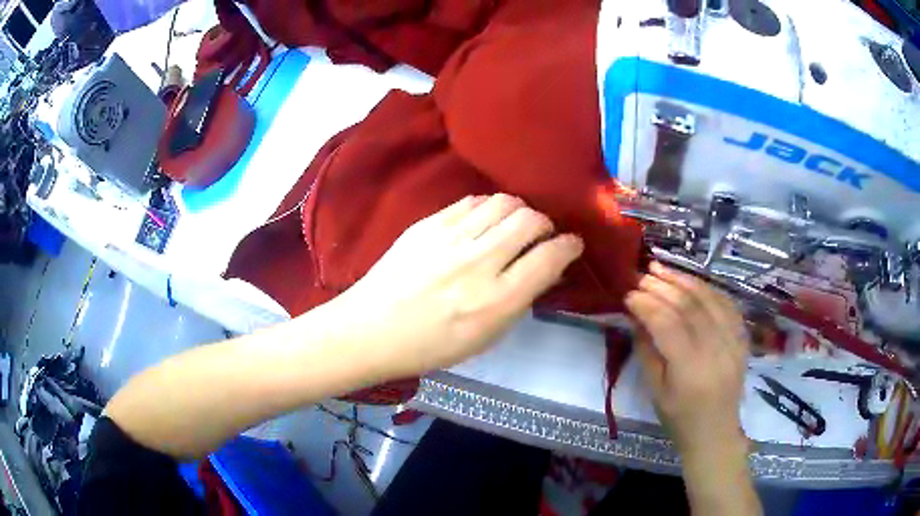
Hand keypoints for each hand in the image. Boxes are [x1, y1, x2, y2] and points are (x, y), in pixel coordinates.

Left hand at [340, 194, 583, 377]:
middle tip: (541, 235)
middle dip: (546, 224)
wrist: (371, 329)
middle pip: (530, 220)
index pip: (550, 257)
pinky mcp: (428, 223)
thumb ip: (519, 300)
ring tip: (514, 225)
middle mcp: (478, 262)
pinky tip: (484, 221)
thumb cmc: (430, 346)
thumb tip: (544, 269)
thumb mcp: (485, 338)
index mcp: (496, 301)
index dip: (569, 246)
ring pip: (503, 202)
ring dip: (519, 211)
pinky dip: (488, 208)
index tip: (572, 244)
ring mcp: (450, 238)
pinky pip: (472, 201)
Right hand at [625, 262, 749, 454]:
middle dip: (662, 287)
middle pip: (689, 306)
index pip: (668, 325)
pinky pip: (726, 303)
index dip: (647, 305)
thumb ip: (647, 350)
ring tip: (661, 268)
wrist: (715, 432)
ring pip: (709, 299)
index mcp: (691, 370)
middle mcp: (716, 350)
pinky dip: (706, 288)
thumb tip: (636, 315)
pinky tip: (690, 281)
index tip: (628, 294)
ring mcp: (734, 341)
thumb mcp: (655, 391)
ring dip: (683, 280)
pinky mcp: (742, 337)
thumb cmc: (679, 418)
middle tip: (641, 275)